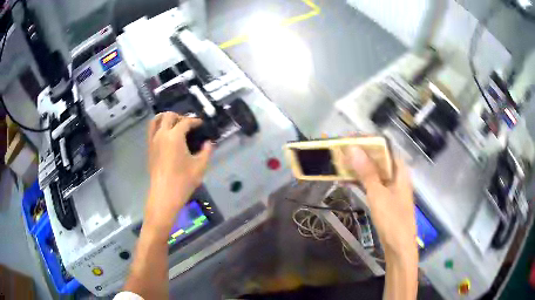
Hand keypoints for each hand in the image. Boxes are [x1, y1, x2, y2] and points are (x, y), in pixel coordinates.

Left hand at [145, 112, 212, 232]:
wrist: (164, 195)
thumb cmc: (183, 181)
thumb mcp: (200, 166)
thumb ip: (206, 151)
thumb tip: (208, 143)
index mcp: (175, 136)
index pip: (185, 122)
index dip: (195, 121)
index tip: (201, 124)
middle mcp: (162, 134)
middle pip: (169, 116)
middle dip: (180, 116)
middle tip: (188, 125)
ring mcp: (153, 141)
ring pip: (156, 120)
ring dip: (166, 118)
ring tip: (174, 124)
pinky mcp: (149, 149)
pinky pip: (151, 130)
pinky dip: (158, 126)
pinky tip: (166, 135)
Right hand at [345, 146, 416, 258]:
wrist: (399, 247)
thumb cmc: (393, 220)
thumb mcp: (379, 195)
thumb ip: (367, 172)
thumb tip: (353, 149)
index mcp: (400, 171)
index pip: (385, 148)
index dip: (369, 141)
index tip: (351, 138)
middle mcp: (396, 177)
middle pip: (378, 160)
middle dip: (361, 154)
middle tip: (341, 151)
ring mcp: (391, 189)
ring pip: (373, 173)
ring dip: (359, 169)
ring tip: (340, 163)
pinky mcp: (385, 200)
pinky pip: (372, 185)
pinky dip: (361, 182)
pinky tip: (347, 181)